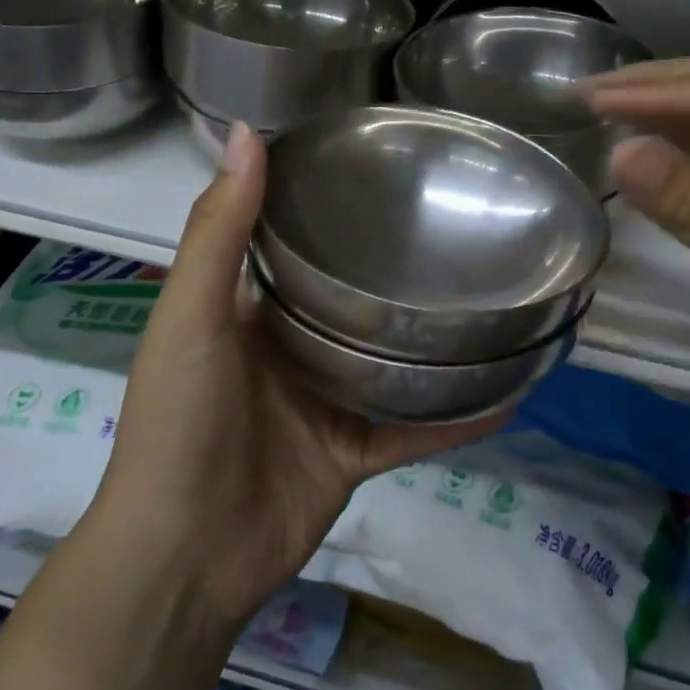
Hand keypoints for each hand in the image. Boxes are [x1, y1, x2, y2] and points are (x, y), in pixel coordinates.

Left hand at [88, 124, 506, 633]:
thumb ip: (220, 230)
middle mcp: (290, 347)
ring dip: (432, 338)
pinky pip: (414, 427)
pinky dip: (456, 416)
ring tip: (491, 294)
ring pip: (389, 359)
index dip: (327, 203)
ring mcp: (326, 401)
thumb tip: (245, 131)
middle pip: (351, 297)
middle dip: (394, 266)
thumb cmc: (180, 420)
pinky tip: (509, 392)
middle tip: (458, 222)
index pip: (293, 241)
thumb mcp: (192, 315)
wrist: (185, 558)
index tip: (383, 166)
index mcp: (248, 310)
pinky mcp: (355, 451)